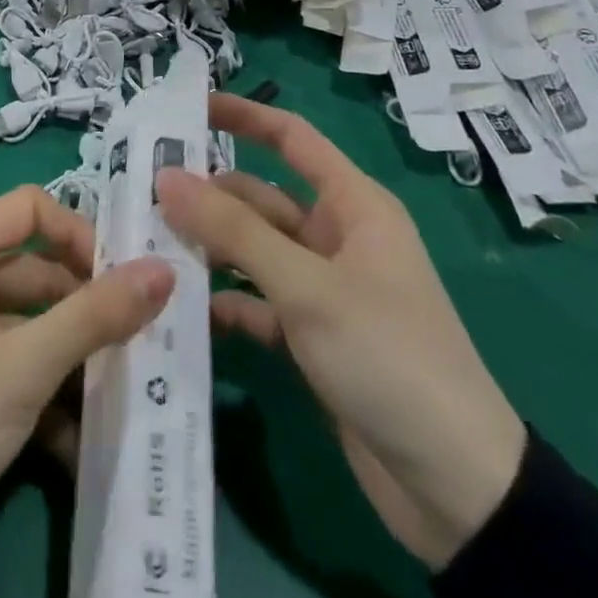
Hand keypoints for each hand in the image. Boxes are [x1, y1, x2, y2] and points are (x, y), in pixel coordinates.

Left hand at [0, 186, 173, 534]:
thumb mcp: (24, 366)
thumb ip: (94, 316)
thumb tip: (163, 270)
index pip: (31, 210)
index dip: (78, 234)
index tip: (122, 278)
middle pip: (38, 268)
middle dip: (87, 305)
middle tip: (139, 338)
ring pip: (34, 319)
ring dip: (75, 355)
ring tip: (122, 389)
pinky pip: (18, 357)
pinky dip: (49, 388)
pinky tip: (80, 437)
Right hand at [156, 94, 526, 570]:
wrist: (458, 489)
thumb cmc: (388, 356)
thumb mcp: (307, 286)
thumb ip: (233, 230)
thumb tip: (166, 176)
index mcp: (352, 207)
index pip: (291, 139)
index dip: (243, 116)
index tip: (185, 108)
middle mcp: (335, 238)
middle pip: (259, 198)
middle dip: (206, 195)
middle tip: (139, 193)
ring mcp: (321, 289)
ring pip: (251, 250)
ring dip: (207, 248)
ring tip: (145, 245)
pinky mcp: (309, 336)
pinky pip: (254, 303)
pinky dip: (223, 301)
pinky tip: (180, 309)